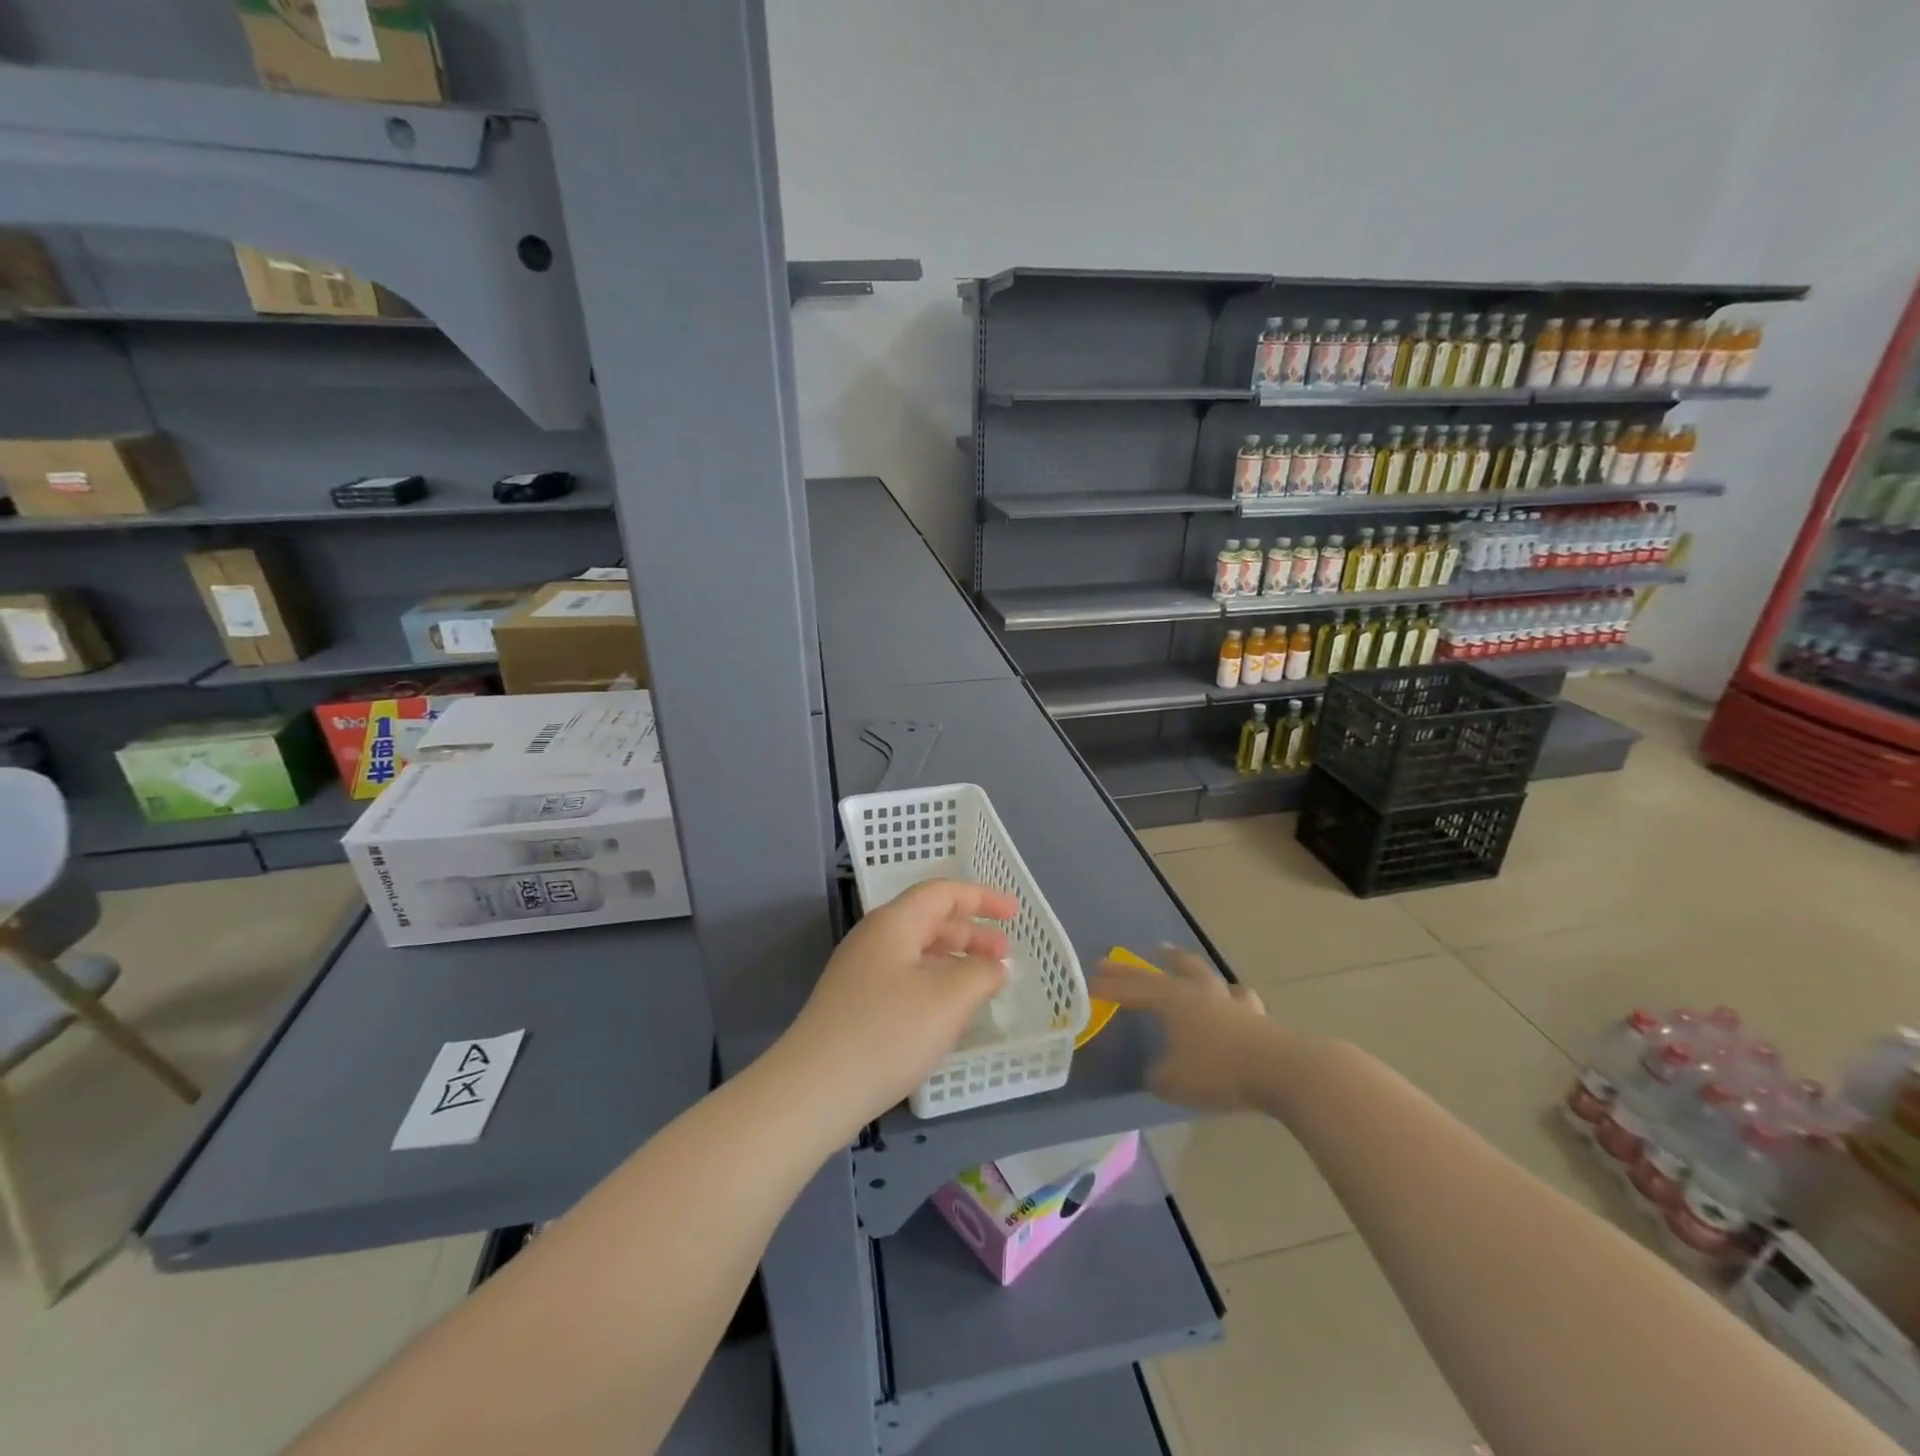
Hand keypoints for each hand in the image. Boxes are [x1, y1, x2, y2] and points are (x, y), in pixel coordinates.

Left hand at [781, 879, 1015, 1128]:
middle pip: (929, 920)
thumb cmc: (888, 1033)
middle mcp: (874, 939)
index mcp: (894, 923)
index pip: (943, 893)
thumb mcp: (949, 999)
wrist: (814, 1090)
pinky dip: (935, 983)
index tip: (1014, 914)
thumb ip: (981, 974)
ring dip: (954, 961)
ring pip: (917, 952)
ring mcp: (859, 972)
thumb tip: (993, 966)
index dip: (982, 898)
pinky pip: (904, 978)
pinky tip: (947, 1013)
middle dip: (972, 933)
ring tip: (983, 985)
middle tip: (1005, 957)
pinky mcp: (854, 1005)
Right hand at [1089, 947, 1272, 1113]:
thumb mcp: (1174, 1082)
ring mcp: (1228, 999)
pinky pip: (1236, 996)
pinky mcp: (1255, 1014)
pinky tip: (1229, 997)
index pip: (1132, 990)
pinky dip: (1226, 994)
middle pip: (1160, 972)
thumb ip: (1156, 1076)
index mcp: (1172, 1001)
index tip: (1086, 983)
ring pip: (1200, 972)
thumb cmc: (1219, 1072)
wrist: (1283, 1069)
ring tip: (1171, 954)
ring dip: (1181, 963)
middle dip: (1133, 968)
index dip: (1108, 987)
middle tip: (1111, 960)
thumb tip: (1151, 1071)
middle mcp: (1197, 991)